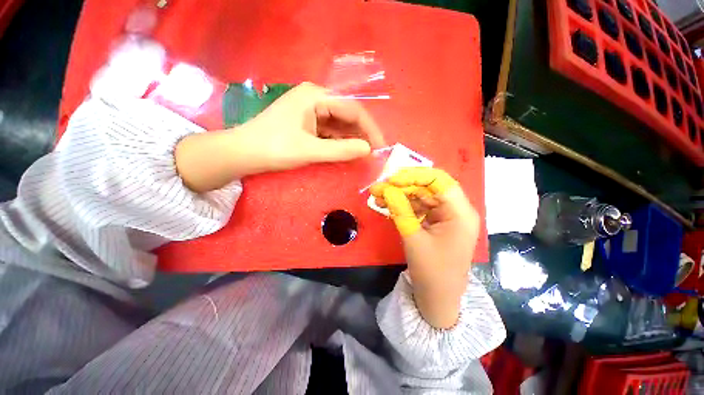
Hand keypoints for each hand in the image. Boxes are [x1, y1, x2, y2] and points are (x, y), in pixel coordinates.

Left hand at [175, 82, 384, 192]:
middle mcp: (316, 99)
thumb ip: (341, 150)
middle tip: (373, 153)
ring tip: (363, 154)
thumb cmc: (273, 148)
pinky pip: (330, 131)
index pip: (353, 109)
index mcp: (316, 96)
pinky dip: (340, 141)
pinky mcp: (308, 123)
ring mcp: (311, 111)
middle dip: (362, 134)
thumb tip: (368, 149)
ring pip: (340, 124)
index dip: (370, 128)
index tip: (380, 147)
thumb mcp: (310, 150)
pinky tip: (347, 151)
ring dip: (352, 139)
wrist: (243, 153)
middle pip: (348, 115)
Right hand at [371, 168, 479, 328]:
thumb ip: (400, 210)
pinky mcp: (437, 222)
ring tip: (377, 196)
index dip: (414, 175)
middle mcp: (456, 210)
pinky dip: (402, 205)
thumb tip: (386, 189)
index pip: (439, 180)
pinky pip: (419, 207)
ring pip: (421, 196)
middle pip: (428, 187)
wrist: (438, 299)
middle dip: (401, 186)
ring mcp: (446, 216)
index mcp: (460, 213)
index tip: (391, 179)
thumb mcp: (413, 238)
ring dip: (399, 195)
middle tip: (378, 187)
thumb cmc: (431, 272)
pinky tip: (386, 205)